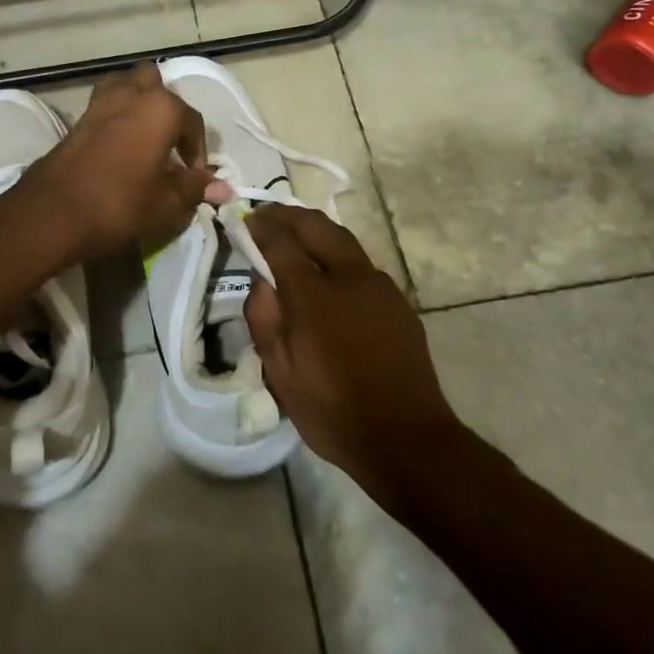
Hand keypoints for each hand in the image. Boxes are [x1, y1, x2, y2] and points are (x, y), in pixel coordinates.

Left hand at [17, 63, 219, 260]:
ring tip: (144, 136)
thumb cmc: (120, 203)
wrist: (54, 211)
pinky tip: (119, 145)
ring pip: (127, 86)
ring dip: (139, 103)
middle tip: (168, 144)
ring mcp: (101, 102)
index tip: (193, 176)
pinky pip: (107, 104)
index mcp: (162, 108)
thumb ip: (195, 187)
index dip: (197, 150)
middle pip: (156, 85)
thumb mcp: (166, 201)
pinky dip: (117, 115)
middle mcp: (133, 94)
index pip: (192, 122)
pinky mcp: (78, 117)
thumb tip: (225, 187)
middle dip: (167, 108)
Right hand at [244, 205, 461, 509]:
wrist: (406, 438)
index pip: (282, 242)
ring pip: (343, 240)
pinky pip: (361, 263)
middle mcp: (349, 277)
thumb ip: (264, 320)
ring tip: (295, 233)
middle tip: (269, 215)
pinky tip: (329, 270)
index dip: (262, 225)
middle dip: (290, 215)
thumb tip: (260, 282)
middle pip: (317, 227)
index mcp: (314, 295)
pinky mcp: (397, 301)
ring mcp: (379, 286)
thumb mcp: (281, 373)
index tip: (247, 217)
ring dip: (316, 230)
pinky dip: (337, 253)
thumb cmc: (333, 409)